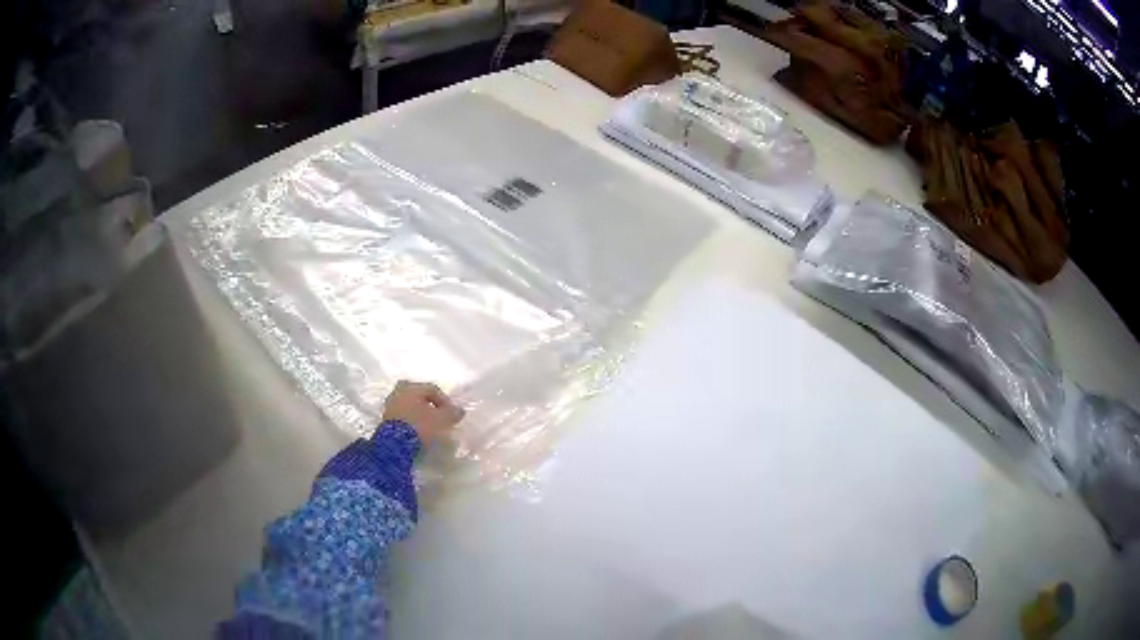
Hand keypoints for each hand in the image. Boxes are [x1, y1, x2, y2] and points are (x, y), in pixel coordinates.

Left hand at [382, 381, 464, 446]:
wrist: (395, 445)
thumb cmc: (420, 426)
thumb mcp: (441, 420)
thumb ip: (452, 413)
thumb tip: (460, 410)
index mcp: (411, 387)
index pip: (432, 389)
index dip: (445, 401)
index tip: (451, 415)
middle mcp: (398, 392)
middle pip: (418, 395)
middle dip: (429, 405)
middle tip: (438, 417)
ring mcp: (390, 406)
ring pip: (409, 405)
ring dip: (419, 413)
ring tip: (429, 426)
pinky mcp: (385, 420)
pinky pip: (402, 415)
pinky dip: (411, 420)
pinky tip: (417, 431)